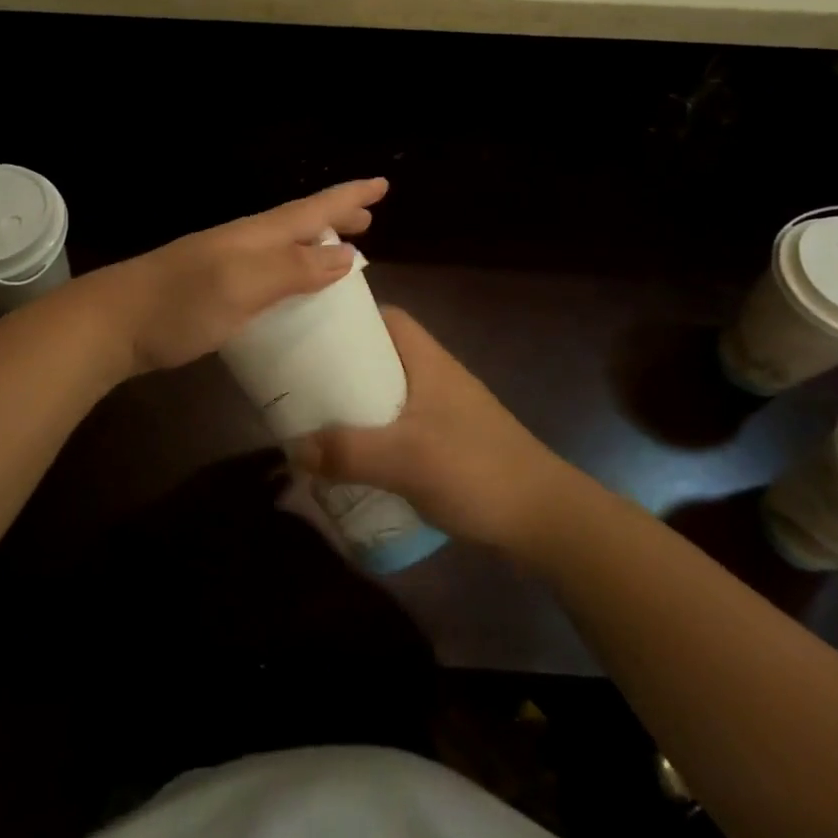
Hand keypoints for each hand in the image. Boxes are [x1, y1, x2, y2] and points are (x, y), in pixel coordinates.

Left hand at [94, 179, 387, 374]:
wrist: (111, 324)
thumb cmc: (180, 304)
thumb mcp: (242, 285)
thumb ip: (293, 268)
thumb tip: (348, 254)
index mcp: (256, 235)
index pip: (312, 209)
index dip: (348, 197)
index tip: (382, 185)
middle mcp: (243, 242)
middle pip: (299, 222)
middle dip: (335, 217)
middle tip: (369, 219)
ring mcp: (224, 264)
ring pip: (282, 244)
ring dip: (314, 242)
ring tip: (341, 249)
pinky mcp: (211, 289)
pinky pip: (266, 269)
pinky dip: (290, 269)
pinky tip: (290, 288)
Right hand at [291, 308, 576, 550]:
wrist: (544, 519)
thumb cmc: (475, 469)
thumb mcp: (405, 459)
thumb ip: (347, 452)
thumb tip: (293, 449)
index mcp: (427, 361)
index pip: (387, 318)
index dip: (350, 318)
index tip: (310, 329)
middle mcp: (435, 378)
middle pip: (380, 357)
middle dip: (342, 367)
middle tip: (300, 381)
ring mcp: (444, 413)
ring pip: (388, 395)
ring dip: (356, 405)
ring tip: (315, 419)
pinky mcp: (448, 445)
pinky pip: (399, 428)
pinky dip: (374, 436)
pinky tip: (352, 459)